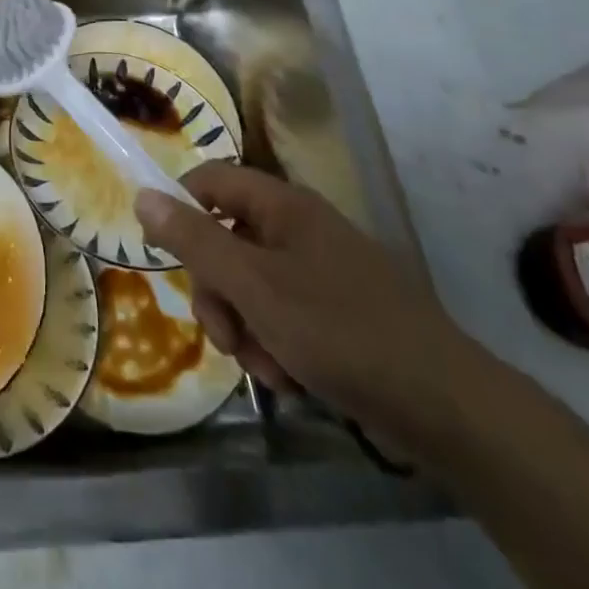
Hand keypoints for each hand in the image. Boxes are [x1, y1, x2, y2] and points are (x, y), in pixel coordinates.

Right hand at [134, 163, 485, 441]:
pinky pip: (280, 314)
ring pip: (249, 284)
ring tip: (268, 367)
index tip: (163, 254)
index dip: (180, 209)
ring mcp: (319, 270)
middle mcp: (299, 227)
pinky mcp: (335, 311)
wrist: (445, 407)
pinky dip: (274, 343)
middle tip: (226, 334)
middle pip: (225, 240)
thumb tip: (142, 194)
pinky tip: (290, 377)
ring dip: (244, 326)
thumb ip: (193, 240)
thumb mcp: (252, 286)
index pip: (210, 181)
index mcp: (282, 205)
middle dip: (217, 292)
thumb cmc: (339, 331)